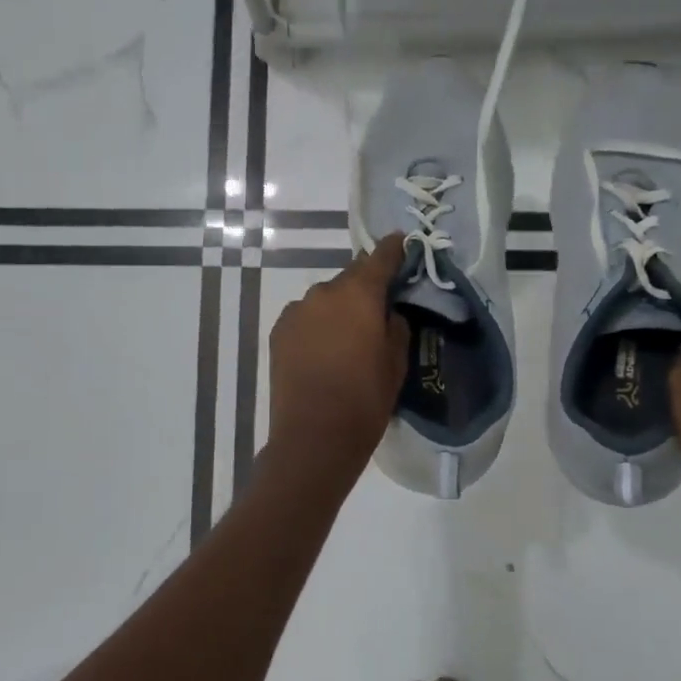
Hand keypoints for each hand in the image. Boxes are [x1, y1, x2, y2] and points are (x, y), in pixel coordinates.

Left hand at [267, 233, 411, 470]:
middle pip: (351, 277)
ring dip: (339, 307)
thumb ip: (395, 325)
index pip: (380, 258)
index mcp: (359, 295)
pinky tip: (323, 349)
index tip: (401, 243)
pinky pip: (306, 317)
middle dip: (365, 287)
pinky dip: (317, 324)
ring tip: (348, 337)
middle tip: (378, 308)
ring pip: (326, 298)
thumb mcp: (396, 362)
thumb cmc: (365, 399)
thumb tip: (388, 311)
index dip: (393, 249)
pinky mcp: (279, 332)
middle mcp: (324, 293)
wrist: (313, 437)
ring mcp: (297, 311)